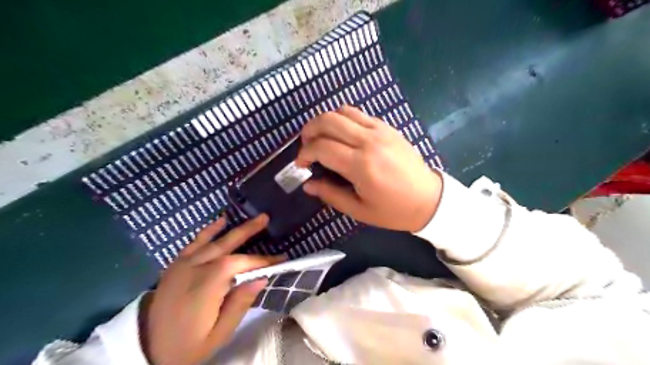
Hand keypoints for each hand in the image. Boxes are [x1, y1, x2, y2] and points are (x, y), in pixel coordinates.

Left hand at [139, 213, 284, 364]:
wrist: (146, 347)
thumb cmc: (188, 344)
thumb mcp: (219, 334)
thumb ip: (240, 304)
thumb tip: (261, 278)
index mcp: (207, 286)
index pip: (240, 265)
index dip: (262, 260)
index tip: (281, 259)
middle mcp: (195, 269)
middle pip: (227, 244)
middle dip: (249, 230)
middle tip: (266, 218)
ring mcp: (183, 264)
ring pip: (214, 241)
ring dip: (235, 228)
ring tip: (252, 218)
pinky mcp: (176, 264)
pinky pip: (194, 242)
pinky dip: (209, 231)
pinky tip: (221, 221)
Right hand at [297, 106, 441, 232]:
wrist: (429, 199)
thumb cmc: (393, 210)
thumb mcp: (359, 210)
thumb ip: (330, 194)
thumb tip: (307, 185)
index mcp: (361, 165)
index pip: (322, 147)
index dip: (305, 153)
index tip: (301, 164)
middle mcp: (369, 141)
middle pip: (328, 120)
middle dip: (309, 130)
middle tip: (306, 146)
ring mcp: (380, 130)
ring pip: (343, 111)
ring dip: (326, 121)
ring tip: (322, 138)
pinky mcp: (388, 127)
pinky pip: (359, 114)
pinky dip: (344, 120)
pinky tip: (343, 136)